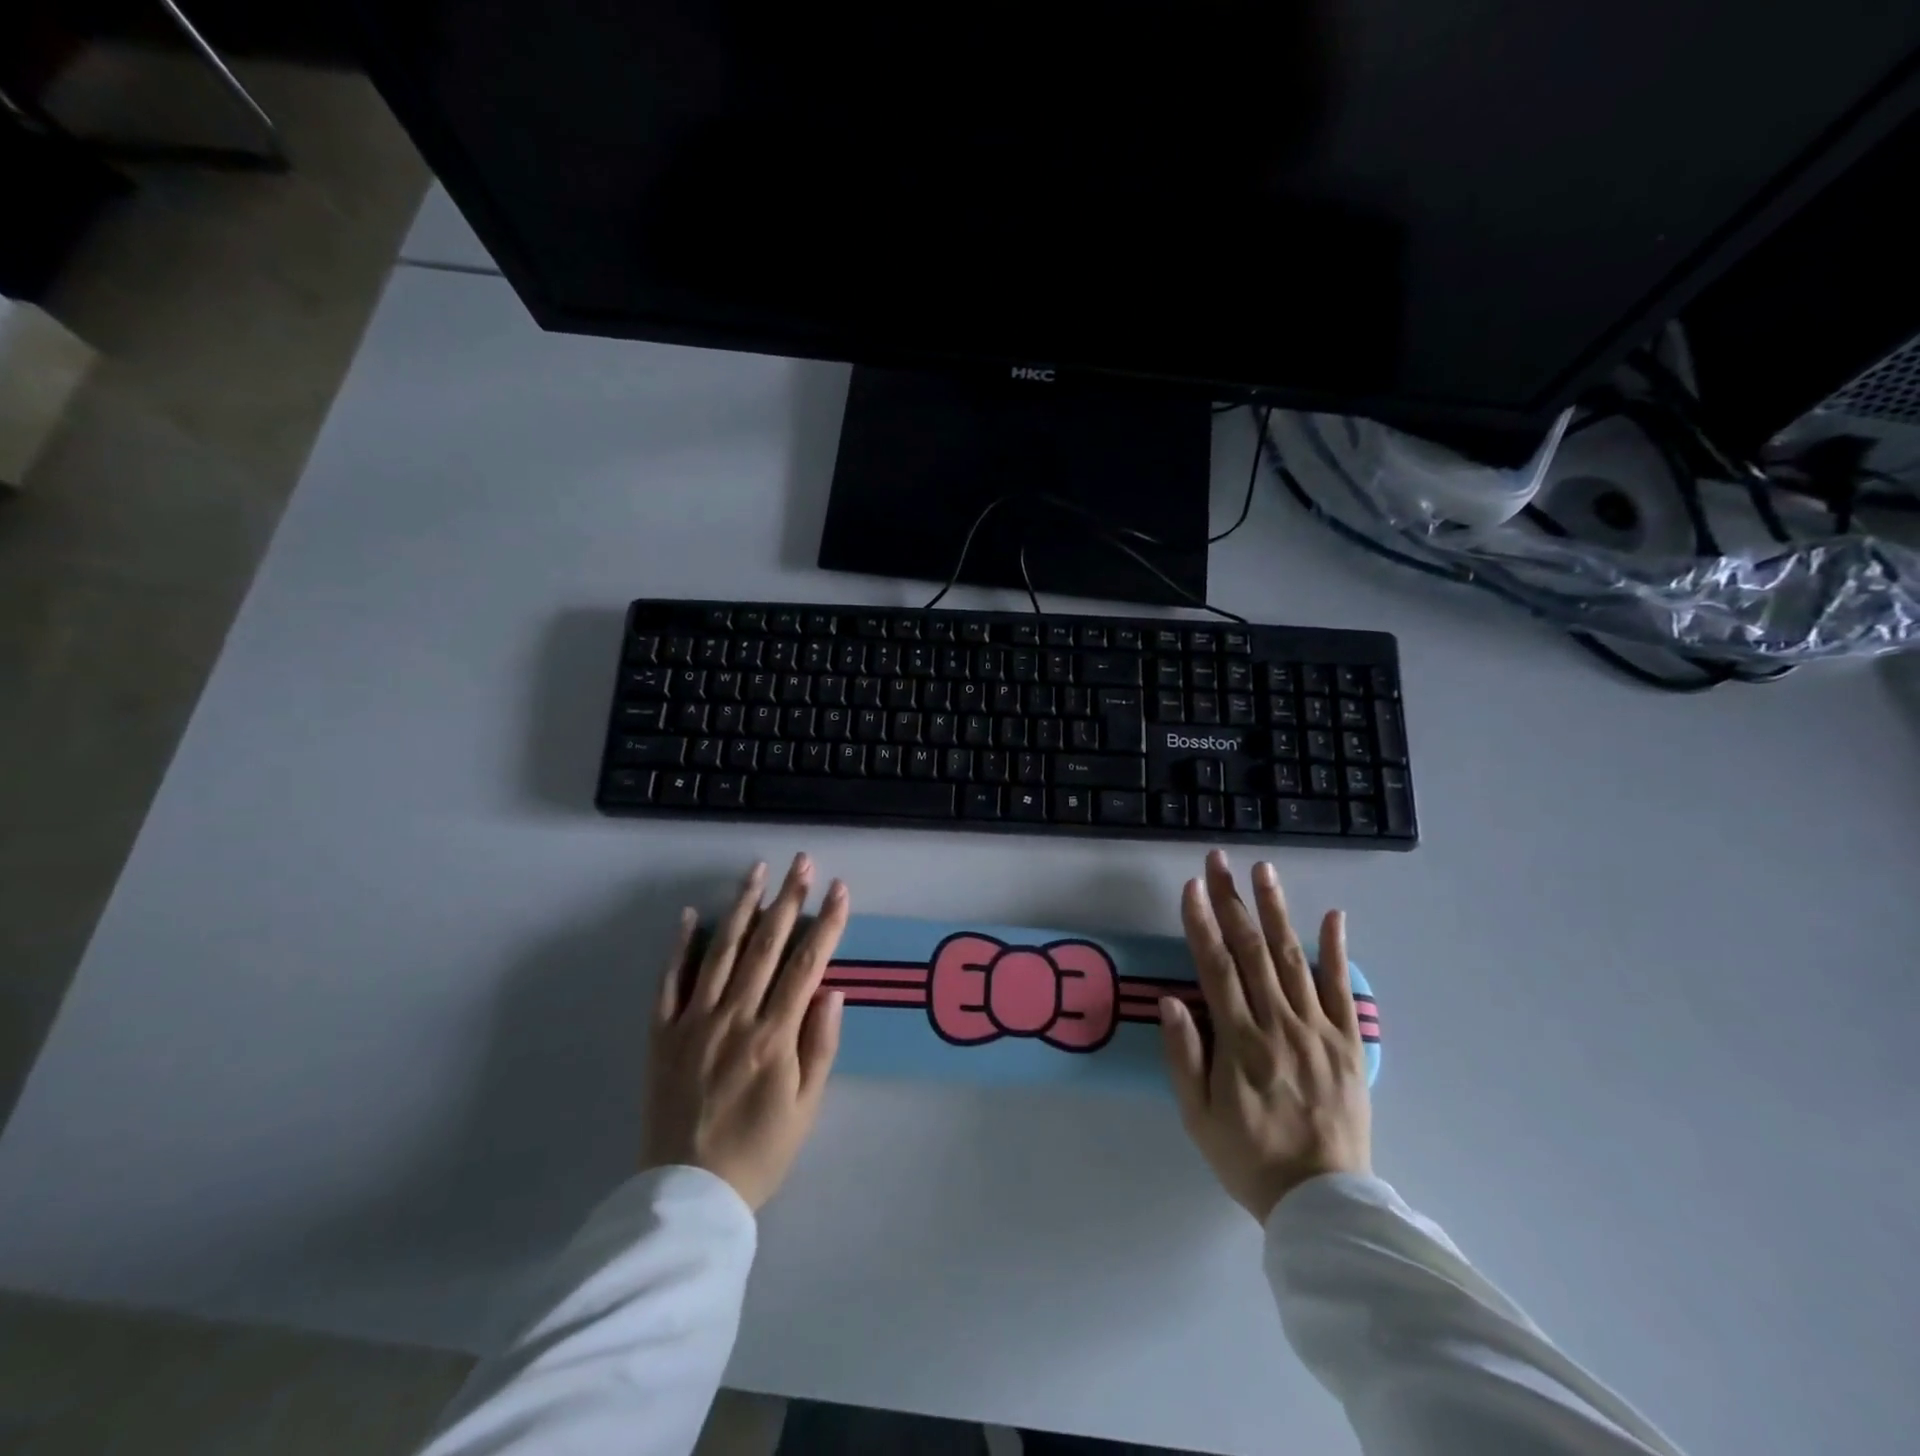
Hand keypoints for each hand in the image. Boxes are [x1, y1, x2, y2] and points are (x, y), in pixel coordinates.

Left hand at [642, 854, 849, 1209]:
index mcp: (774, 1036)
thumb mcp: (807, 1107)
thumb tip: (832, 989)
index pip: (807, 965)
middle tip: (801, 861)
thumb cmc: (760, 1151)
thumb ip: (821, 1045)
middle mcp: (734, 1017)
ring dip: (742, 907)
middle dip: (788, 898)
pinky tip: (691, 915)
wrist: (688, 1195)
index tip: (839, 889)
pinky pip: (670, 981)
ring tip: (756, 870)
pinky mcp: (663, 1034)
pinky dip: (680, 946)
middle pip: (766, 946)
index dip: (826, 923)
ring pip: (722, 951)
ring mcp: (694, 1021)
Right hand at [1160, 850, 1371, 1221]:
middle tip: (1219, 861)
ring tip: (1264, 870)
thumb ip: (1184, 1057)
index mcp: (1239, 1044)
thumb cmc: (1248, 1156)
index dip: (1201, 924)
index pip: (1215, 969)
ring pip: (1293, 958)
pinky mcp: (1348, 1043)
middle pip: (1251, 951)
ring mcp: (1318, 1032)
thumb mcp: (1197, 1117)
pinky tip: (1332, 915)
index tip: (1191, 887)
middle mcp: (1278, 1026)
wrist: (1323, 1202)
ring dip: (1276, 910)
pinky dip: (1336, 950)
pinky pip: (1342, 990)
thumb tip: (1172, 1000)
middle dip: (1232, 901)